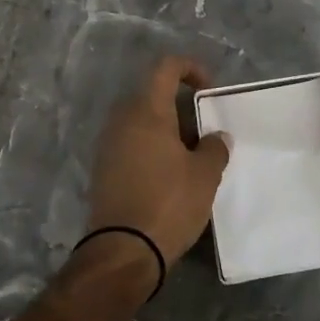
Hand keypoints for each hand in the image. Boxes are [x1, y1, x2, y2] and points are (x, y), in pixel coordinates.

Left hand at [86, 55, 230, 264]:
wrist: (122, 252)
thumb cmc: (168, 203)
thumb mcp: (205, 175)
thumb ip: (215, 147)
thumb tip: (216, 137)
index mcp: (147, 111)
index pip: (166, 68)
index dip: (191, 68)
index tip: (209, 90)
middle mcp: (122, 120)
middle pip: (153, 96)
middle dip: (181, 107)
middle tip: (205, 130)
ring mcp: (108, 145)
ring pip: (142, 122)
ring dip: (167, 131)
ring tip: (192, 157)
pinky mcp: (103, 170)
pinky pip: (131, 144)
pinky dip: (152, 149)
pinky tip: (170, 176)